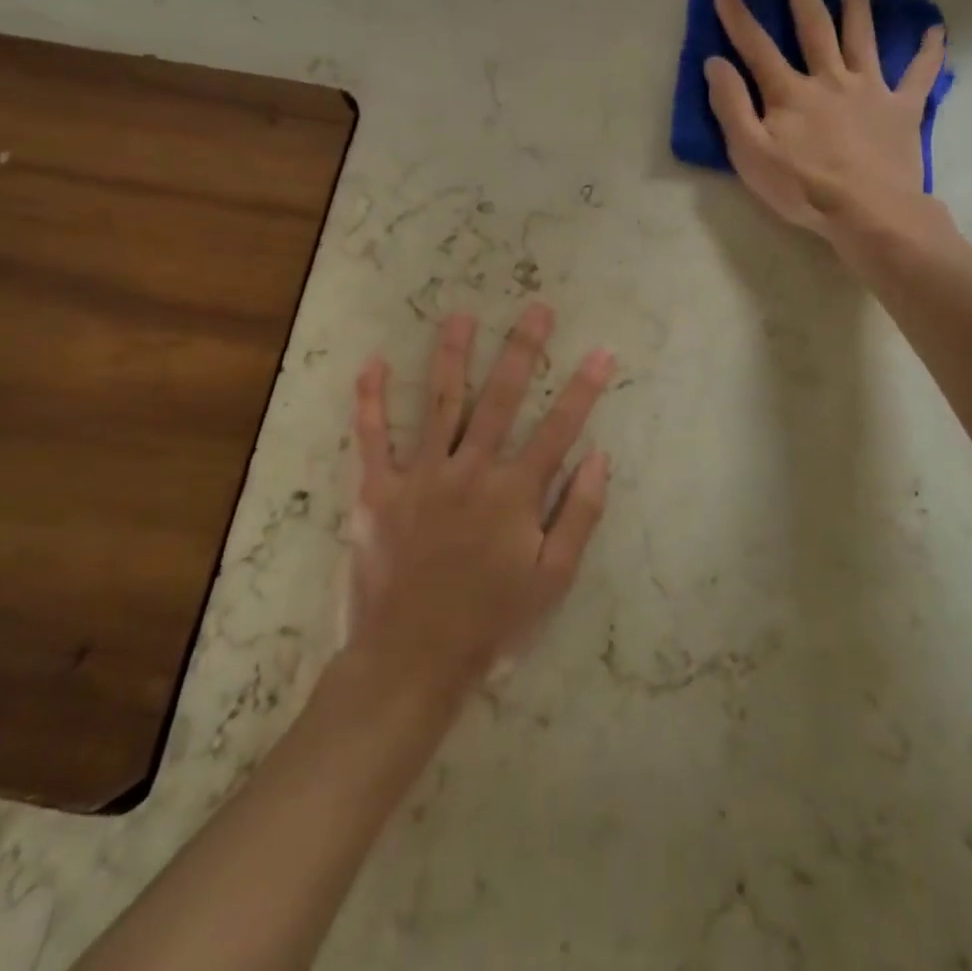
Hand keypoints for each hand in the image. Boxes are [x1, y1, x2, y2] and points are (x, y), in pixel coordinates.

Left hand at [348, 304, 614, 694]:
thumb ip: (580, 514)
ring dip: (452, 356)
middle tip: (537, 309)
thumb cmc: (490, 622)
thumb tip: (599, 456)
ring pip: (440, 402)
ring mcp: (420, 476)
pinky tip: (371, 363)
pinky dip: (370, 400)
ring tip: (460, 316)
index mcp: (514, 492)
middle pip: (501, 398)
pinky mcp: (378, 491)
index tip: (601, 352)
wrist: (411, 661)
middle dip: (523, 350)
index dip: (584, 388)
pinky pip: (372, 438)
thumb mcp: (553, 579)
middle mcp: (470, 470)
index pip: (558, 428)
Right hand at [704, 0, 945, 240]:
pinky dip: (928, 51)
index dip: (737, 16)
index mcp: (790, 93)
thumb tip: (715, 63)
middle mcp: (830, 79)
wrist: (869, 213)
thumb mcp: (751, 155)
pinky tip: (935, 29)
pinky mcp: (902, 108)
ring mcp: (870, 90)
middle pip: (814, 27)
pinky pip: (919, 74)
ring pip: (862, 37)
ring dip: (856, 5)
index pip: (756, 46)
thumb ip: (732, 107)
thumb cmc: (802, 189)